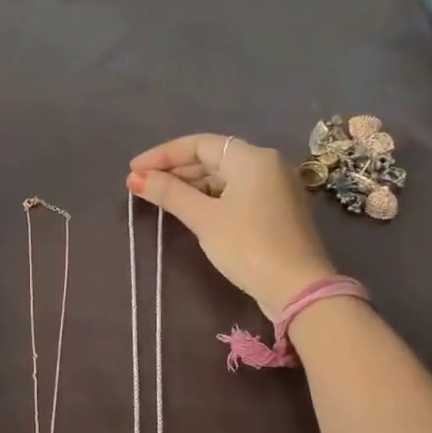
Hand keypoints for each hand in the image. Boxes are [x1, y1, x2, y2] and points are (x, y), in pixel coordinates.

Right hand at [128, 133, 336, 316]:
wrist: (298, 289)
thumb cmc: (248, 246)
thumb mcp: (204, 218)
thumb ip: (169, 193)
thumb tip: (135, 178)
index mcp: (251, 158)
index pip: (198, 144)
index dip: (162, 155)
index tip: (133, 169)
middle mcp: (266, 165)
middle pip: (211, 158)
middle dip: (175, 169)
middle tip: (142, 184)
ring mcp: (274, 189)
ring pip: (223, 177)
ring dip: (190, 184)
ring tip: (159, 198)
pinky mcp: (274, 211)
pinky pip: (234, 193)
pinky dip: (208, 197)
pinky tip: (188, 210)